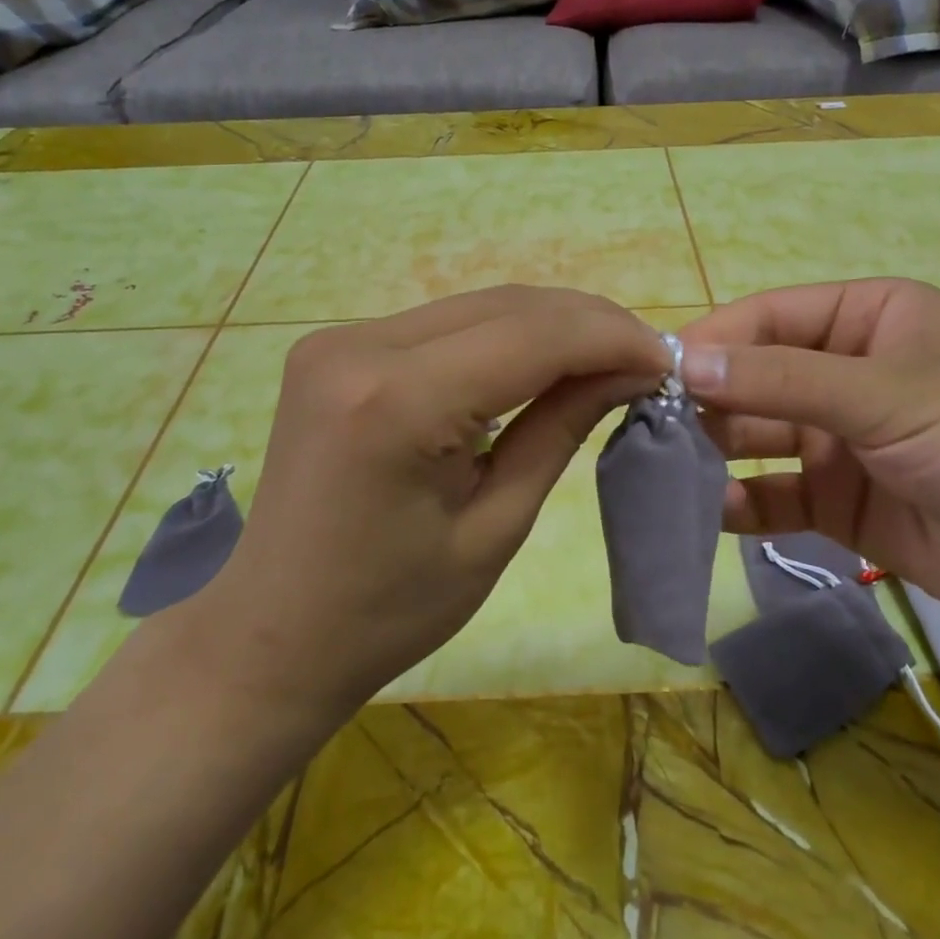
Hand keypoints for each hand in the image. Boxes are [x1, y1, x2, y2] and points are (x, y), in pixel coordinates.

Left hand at [177, 285, 670, 712]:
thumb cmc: (390, 610)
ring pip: (477, 306)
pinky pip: (442, 324)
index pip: (532, 336)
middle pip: (506, 305)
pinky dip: (501, 337)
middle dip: (587, 324)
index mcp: (397, 402)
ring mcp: (339, 339)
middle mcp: (360, 347)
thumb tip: (628, 371)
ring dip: (548, 326)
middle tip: (643, 361)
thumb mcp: (496, 526)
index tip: (666, 362)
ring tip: (603, 361)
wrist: (273, 633)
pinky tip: (537, 364)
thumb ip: (560, 429)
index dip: (611, 338)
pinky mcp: (335, 347)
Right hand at [680, 279, 939, 638]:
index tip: (653, 374)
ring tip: (664, 471)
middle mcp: (847, 374)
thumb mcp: (886, 395)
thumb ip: (782, 380)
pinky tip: (709, 515)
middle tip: (648, 429)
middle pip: (756, 379)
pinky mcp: (841, 504)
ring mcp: (841, 442)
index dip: (712, 342)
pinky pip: (777, 497)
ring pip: (759, 440)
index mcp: (866, 320)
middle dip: (706, 402)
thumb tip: (685, 363)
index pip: (768, 319)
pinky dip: (743, 505)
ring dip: (716, 453)